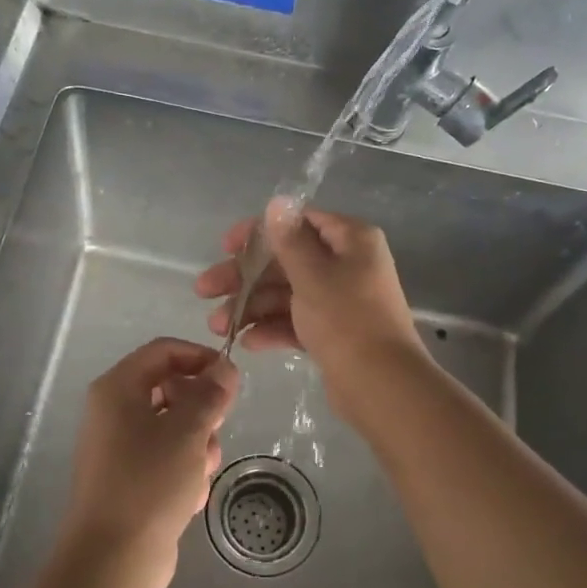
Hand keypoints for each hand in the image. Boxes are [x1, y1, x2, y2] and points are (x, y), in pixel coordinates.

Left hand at [61, 337, 239, 587]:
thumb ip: (210, 394)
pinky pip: (166, 458)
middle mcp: (114, 412)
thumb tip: (225, 367)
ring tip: (201, 471)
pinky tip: (191, 496)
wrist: (113, 559)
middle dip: (202, 408)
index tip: (231, 377)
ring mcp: (120, 447)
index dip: (200, 357)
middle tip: (218, 428)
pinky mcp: (129, 479)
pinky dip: (184, 471)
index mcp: (118, 389)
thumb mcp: (188, 430)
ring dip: (198, 444)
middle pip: (170, 388)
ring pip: (174, 427)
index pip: (163, 351)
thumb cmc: (149, 482)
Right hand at [195, 199, 427, 414]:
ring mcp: (340, 301)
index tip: (225, 247)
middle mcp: (347, 264)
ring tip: (217, 326)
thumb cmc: (346, 320)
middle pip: (286, 261)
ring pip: (287, 294)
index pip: (298, 222)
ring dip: (252, 306)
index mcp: (350, 240)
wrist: (382, 387)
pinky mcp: (334, 333)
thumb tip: (278, 201)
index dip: (258, 232)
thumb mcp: (312, 275)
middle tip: (204, 290)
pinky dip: (272, 328)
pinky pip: (297, 321)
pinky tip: (246, 342)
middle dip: (245, 277)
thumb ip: (289, 239)